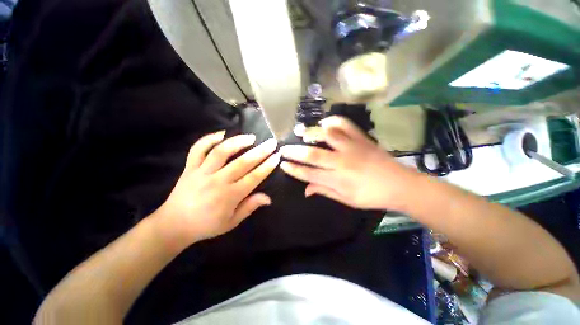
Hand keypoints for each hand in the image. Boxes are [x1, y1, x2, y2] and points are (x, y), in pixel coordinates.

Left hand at [154, 131, 279, 246]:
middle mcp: (217, 181)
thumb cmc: (206, 225)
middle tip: (271, 142)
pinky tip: (221, 134)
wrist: (174, 225)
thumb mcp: (231, 222)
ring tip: (251, 137)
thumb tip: (268, 198)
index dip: (267, 166)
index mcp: (230, 196)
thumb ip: (250, 207)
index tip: (277, 156)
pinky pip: (197, 149)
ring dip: (237, 142)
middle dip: (260, 151)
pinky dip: (208, 139)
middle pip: (242, 162)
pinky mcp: (189, 168)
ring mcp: (202, 172)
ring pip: (221, 152)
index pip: (254, 177)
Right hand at [279, 116, 417, 210]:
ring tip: (300, 133)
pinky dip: (333, 121)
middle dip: (294, 151)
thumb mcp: (347, 200)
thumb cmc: (372, 196)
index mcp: (338, 180)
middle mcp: (342, 162)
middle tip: (283, 149)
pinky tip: (324, 123)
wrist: (401, 185)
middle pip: (313, 154)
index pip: (309, 174)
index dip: (294, 169)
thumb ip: (324, 191)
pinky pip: (346, 125)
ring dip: (311, 133)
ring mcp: (352, 147)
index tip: (283, 164)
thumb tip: (305, 189)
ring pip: (327, 135)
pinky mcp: (362, 139)